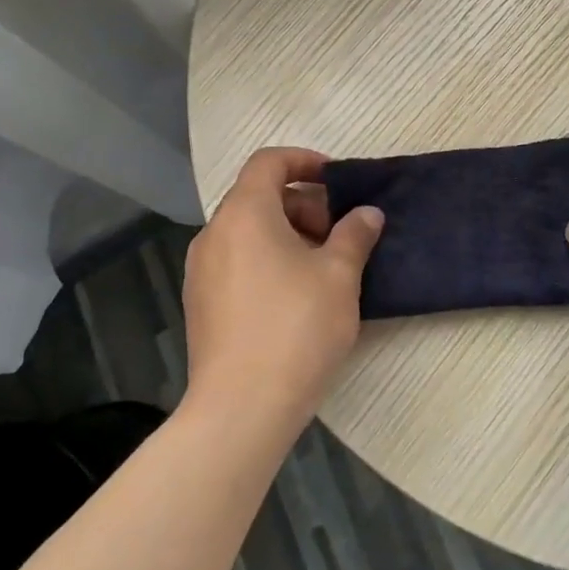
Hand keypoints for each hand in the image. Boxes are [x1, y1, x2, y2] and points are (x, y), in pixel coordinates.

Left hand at [182, 147, 383, 429]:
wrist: (241, 409)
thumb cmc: (295, 329)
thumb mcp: (339, 276)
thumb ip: (355, 235)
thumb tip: (367, 214)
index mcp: (244, 214)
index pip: (268, 162)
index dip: (304, 161)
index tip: (336, 180)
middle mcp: (214, 234)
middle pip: (258, 197)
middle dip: (303, 205)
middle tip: (339, 234)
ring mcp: (201, 271)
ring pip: (248, 232)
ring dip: (287, 235)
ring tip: (323, 268)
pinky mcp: (201, 304)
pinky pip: (237, 262)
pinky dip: (267, 261)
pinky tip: (296, 297)